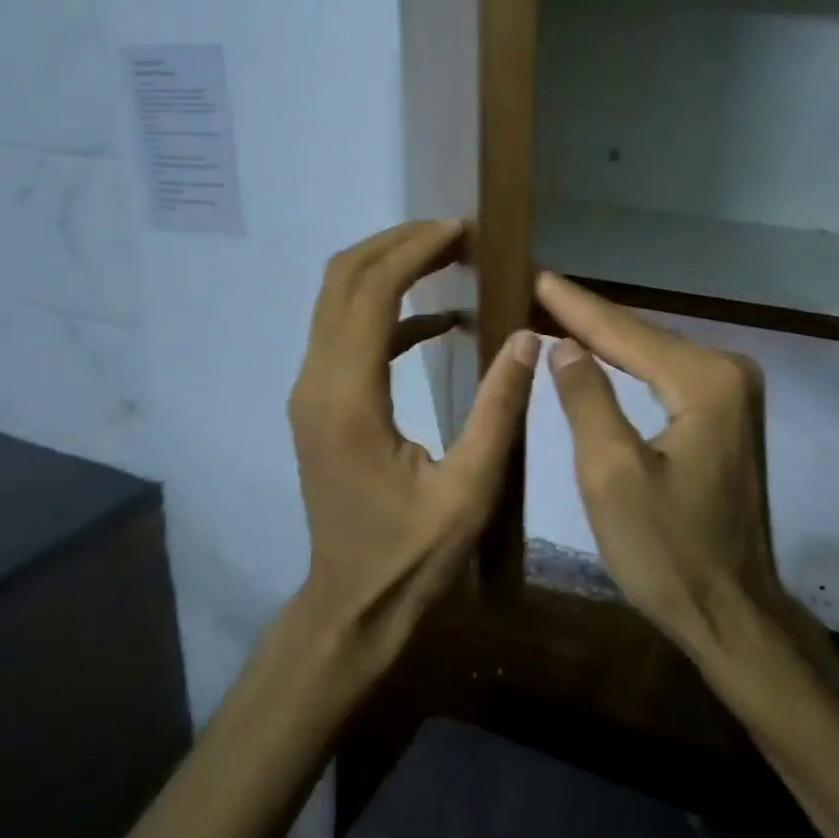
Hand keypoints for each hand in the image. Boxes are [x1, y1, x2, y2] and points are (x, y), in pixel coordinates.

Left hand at [289, 220, 539, 656]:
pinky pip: (349, 334)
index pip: (371, 292)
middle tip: (456, 234)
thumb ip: (499, 409)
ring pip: (337, 300)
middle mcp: (316, 383)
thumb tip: (526, 336)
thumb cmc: (412, 556)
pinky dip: (390, 311)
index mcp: (347, 398)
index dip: (414, 250)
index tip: (461, 230)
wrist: (351, 606)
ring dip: (390, 270)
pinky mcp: (321, 404)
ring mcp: (312, 392)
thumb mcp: (470, 489)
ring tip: (451, 260)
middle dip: (396, 244)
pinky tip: (440, 321)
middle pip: (342, 279)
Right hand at [535, 271, 785, 658]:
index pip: (626, 333)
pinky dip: (630, 366)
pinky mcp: (727, 415)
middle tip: (536, 287)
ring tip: (554, 309)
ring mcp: (734, 393)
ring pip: (654, 355)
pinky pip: (667, 378)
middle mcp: (729, 373)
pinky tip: (600, 354)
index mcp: (706, 381)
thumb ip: (587, 398)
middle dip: (588, 316)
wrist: (732, 613)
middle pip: (643, 337)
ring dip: (606, 338)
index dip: (574, 306)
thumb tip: (565, 345)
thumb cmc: (667, 552)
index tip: (534, 273)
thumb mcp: (611, 475)